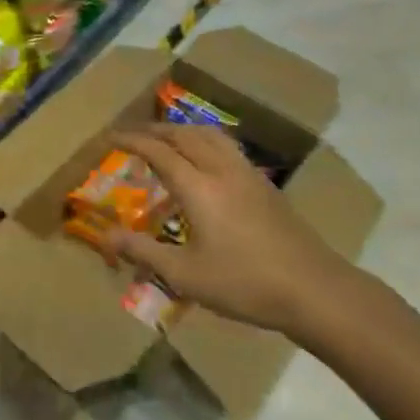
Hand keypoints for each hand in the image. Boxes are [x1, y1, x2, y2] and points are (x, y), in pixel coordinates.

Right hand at [107, 123, 353, 335]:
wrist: (313, 289)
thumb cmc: (244, 283)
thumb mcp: (185, 274)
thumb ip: (144, 251)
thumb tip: (106, 236)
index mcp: (199, 187)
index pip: (158, 151)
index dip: (132, 140)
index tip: (110, 137)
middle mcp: (222, 169)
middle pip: (184, 135)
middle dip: (155, 130)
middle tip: (134, 136)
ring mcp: (248, 174)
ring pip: (210, 135)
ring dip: (183, 131)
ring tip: (167, 140)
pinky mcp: (265, 185)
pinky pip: (228, 146)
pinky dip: (205, 141)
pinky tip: (206, 160)